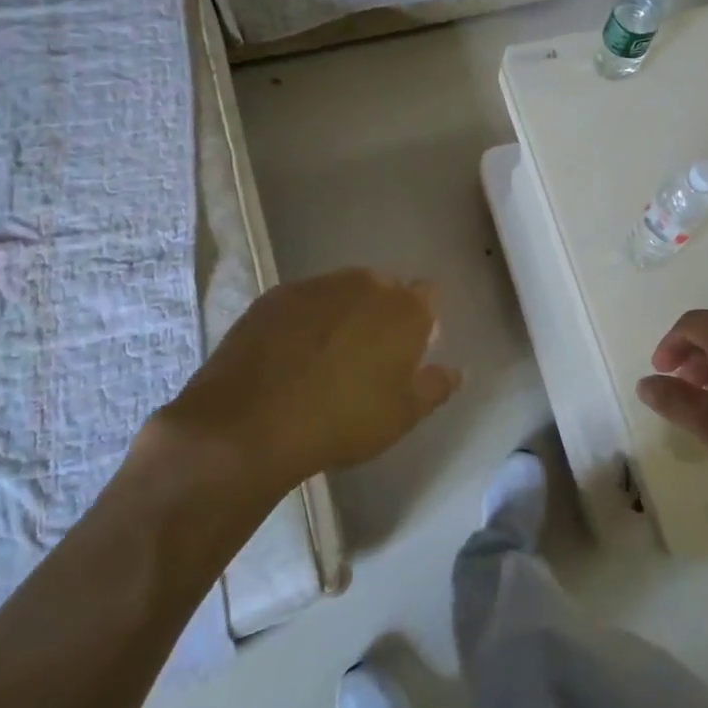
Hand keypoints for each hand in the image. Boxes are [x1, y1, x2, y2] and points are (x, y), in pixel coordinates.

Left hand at [150, 269, 459, 498]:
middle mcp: (363, 285)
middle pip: (383, 287)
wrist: (251, 423)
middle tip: (370, 353)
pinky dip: (306, 318)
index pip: (427, 296)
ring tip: (329, 352)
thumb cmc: (343, 420)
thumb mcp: (401, 416)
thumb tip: (456, 371)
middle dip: (382, 311)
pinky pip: (304, 301)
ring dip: (343, 311)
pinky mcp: (274, 297)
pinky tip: (293, 351)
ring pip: (342, 290)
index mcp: (404, 310)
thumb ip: (434, 387)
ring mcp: (315, 286)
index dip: (421, 318)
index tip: (412, 345)